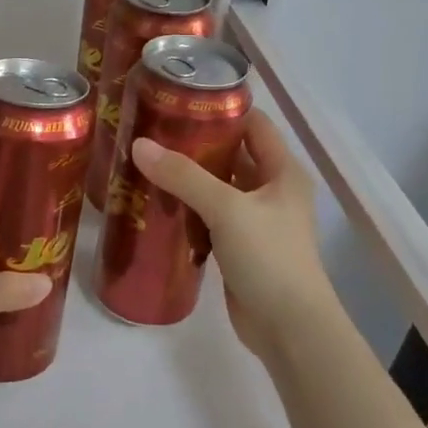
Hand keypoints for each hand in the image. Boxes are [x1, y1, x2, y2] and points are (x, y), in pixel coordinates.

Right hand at [130, 113, 333, 361]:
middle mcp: (272, 190)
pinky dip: (187, 209)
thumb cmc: (269, 257)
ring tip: (146, 162)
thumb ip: (184, 176)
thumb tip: (139, 145)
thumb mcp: (227, 209)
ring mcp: (255, 221)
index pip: (254, 125)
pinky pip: (209, 217)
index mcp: (283, 171)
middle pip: (232, 155)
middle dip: (196, 144)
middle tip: (151, 132)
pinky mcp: (238, 247)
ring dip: (188, 178)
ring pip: (218, 188)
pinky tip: (156, 203)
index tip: (179, 100)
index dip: (222, 110)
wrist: (288, 327)